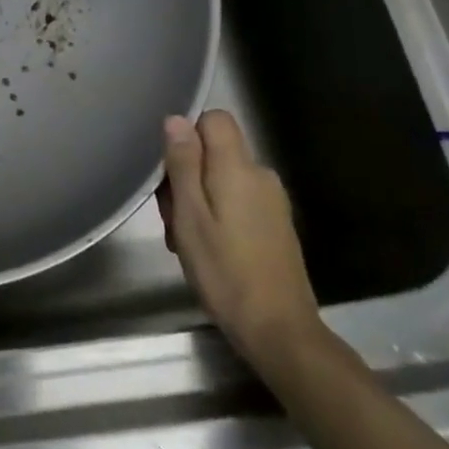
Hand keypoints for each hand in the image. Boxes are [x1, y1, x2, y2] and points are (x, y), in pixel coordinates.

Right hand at [158, 111, 324, 374]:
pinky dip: (215, 215)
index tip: (169, 167)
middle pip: (215, 151)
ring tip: (184, 239)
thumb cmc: (224, 270)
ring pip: (222, 178)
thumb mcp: (190, 215)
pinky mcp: (275, 224)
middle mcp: (261, 176)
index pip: (215, 119)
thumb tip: (177, 119)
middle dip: (186, 173)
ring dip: (197, 199)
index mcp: (239, 168)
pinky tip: (206, 248)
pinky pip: (237, 200)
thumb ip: (183, 164)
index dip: (188, 133)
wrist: (278, 329)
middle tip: (171, 216)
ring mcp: (272, 201)